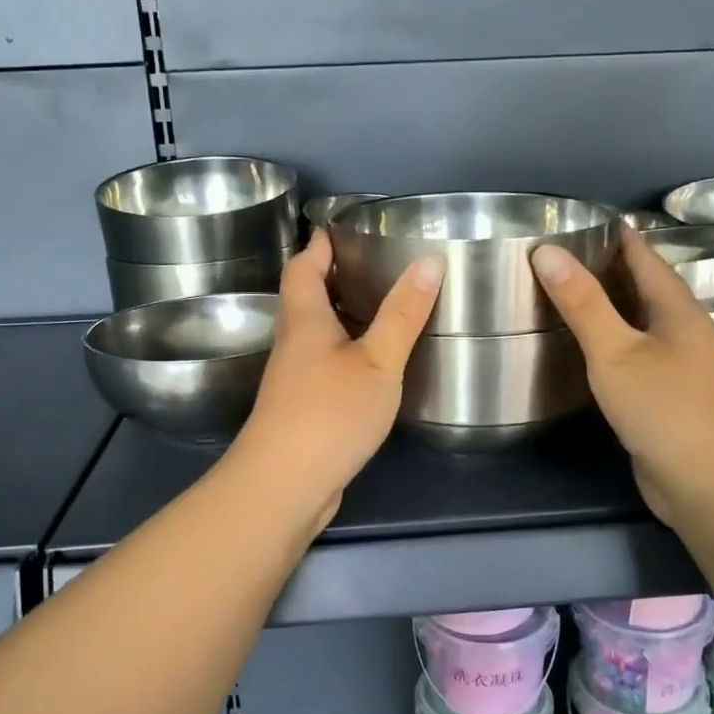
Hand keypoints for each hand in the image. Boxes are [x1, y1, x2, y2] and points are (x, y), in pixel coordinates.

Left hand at [231, 231, 443, 531]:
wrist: (285, 485)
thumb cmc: (330, 413)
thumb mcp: (378, 361)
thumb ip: (402, 314)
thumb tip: (428, 261)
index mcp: (304, 320)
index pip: (303, 267)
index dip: (318, 244)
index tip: (340, 228)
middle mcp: (293, 344)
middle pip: (306, 298)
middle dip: (333, 277)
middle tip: (375, 265)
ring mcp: (293, 379)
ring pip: (316, 334)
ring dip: (342, 317)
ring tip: (383, 308)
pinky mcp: (301, 409)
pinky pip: (324, 365)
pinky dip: (346, 353)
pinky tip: (373, 364)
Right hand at [532, 225, 713, 525]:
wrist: (709, 483)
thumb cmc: (665, 409)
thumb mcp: (616, 352)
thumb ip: (582, 303)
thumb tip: (547, 251)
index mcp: (677, 309)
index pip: (644, 256)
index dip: (615, 235)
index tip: (578, 221)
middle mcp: (682, 331)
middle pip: (643, 287)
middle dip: (607, 268)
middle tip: (559, 256)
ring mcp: (679, 365)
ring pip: (639, 322)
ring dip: (608, 306)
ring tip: (566, 294)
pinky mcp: (667, 396)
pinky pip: (635, 353)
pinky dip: (610, 341)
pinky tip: (586, 349)